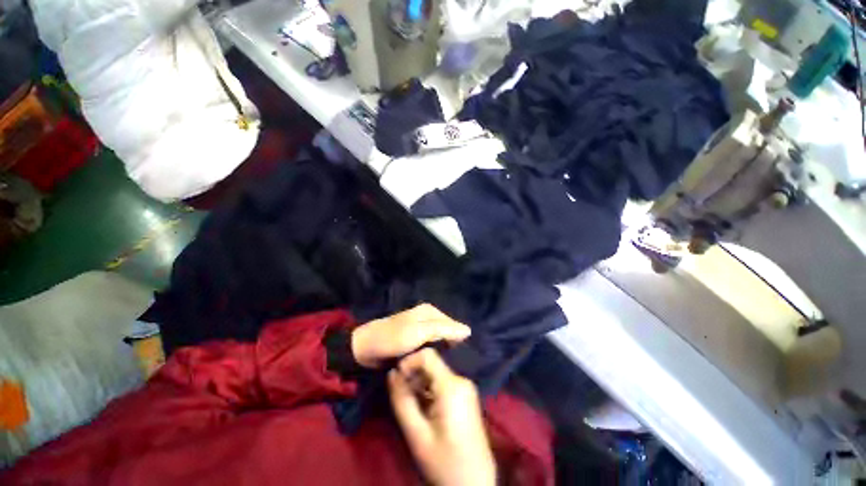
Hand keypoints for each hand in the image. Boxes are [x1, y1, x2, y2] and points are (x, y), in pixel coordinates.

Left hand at [351, 304, 470, 368]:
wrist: (365, 349)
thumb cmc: (392, 339)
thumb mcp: (418, 332)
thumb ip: (443, 330)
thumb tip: (468, 330)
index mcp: (430, 311)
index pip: (453, 325)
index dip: (459, 340)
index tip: (464, 358)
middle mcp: (427, 318)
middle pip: (446, 332)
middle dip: (451, 345)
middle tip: (457, 364)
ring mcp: (420, 329)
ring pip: (439, 339)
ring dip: (443, 351)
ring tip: (450, 366)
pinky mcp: (414, 340)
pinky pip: (430, 345)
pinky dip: (434, 353)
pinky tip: (437, 364)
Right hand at [388, 348, 495, 485]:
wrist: (474, 484)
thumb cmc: (444, 462)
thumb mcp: (417, 434)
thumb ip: (402, 400)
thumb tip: (391, 373)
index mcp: (452, 385)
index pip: (428, 355)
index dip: (409, 361)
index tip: (396, 378)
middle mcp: (461, 380)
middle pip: (432, 364)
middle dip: (413, 375)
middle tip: (401, 395)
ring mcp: (466, 387)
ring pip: (436, 373)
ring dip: (420, 384)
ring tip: (411, 405)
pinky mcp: (466, 396)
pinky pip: (443, 383)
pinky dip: (429, 390)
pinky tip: (424, 408)